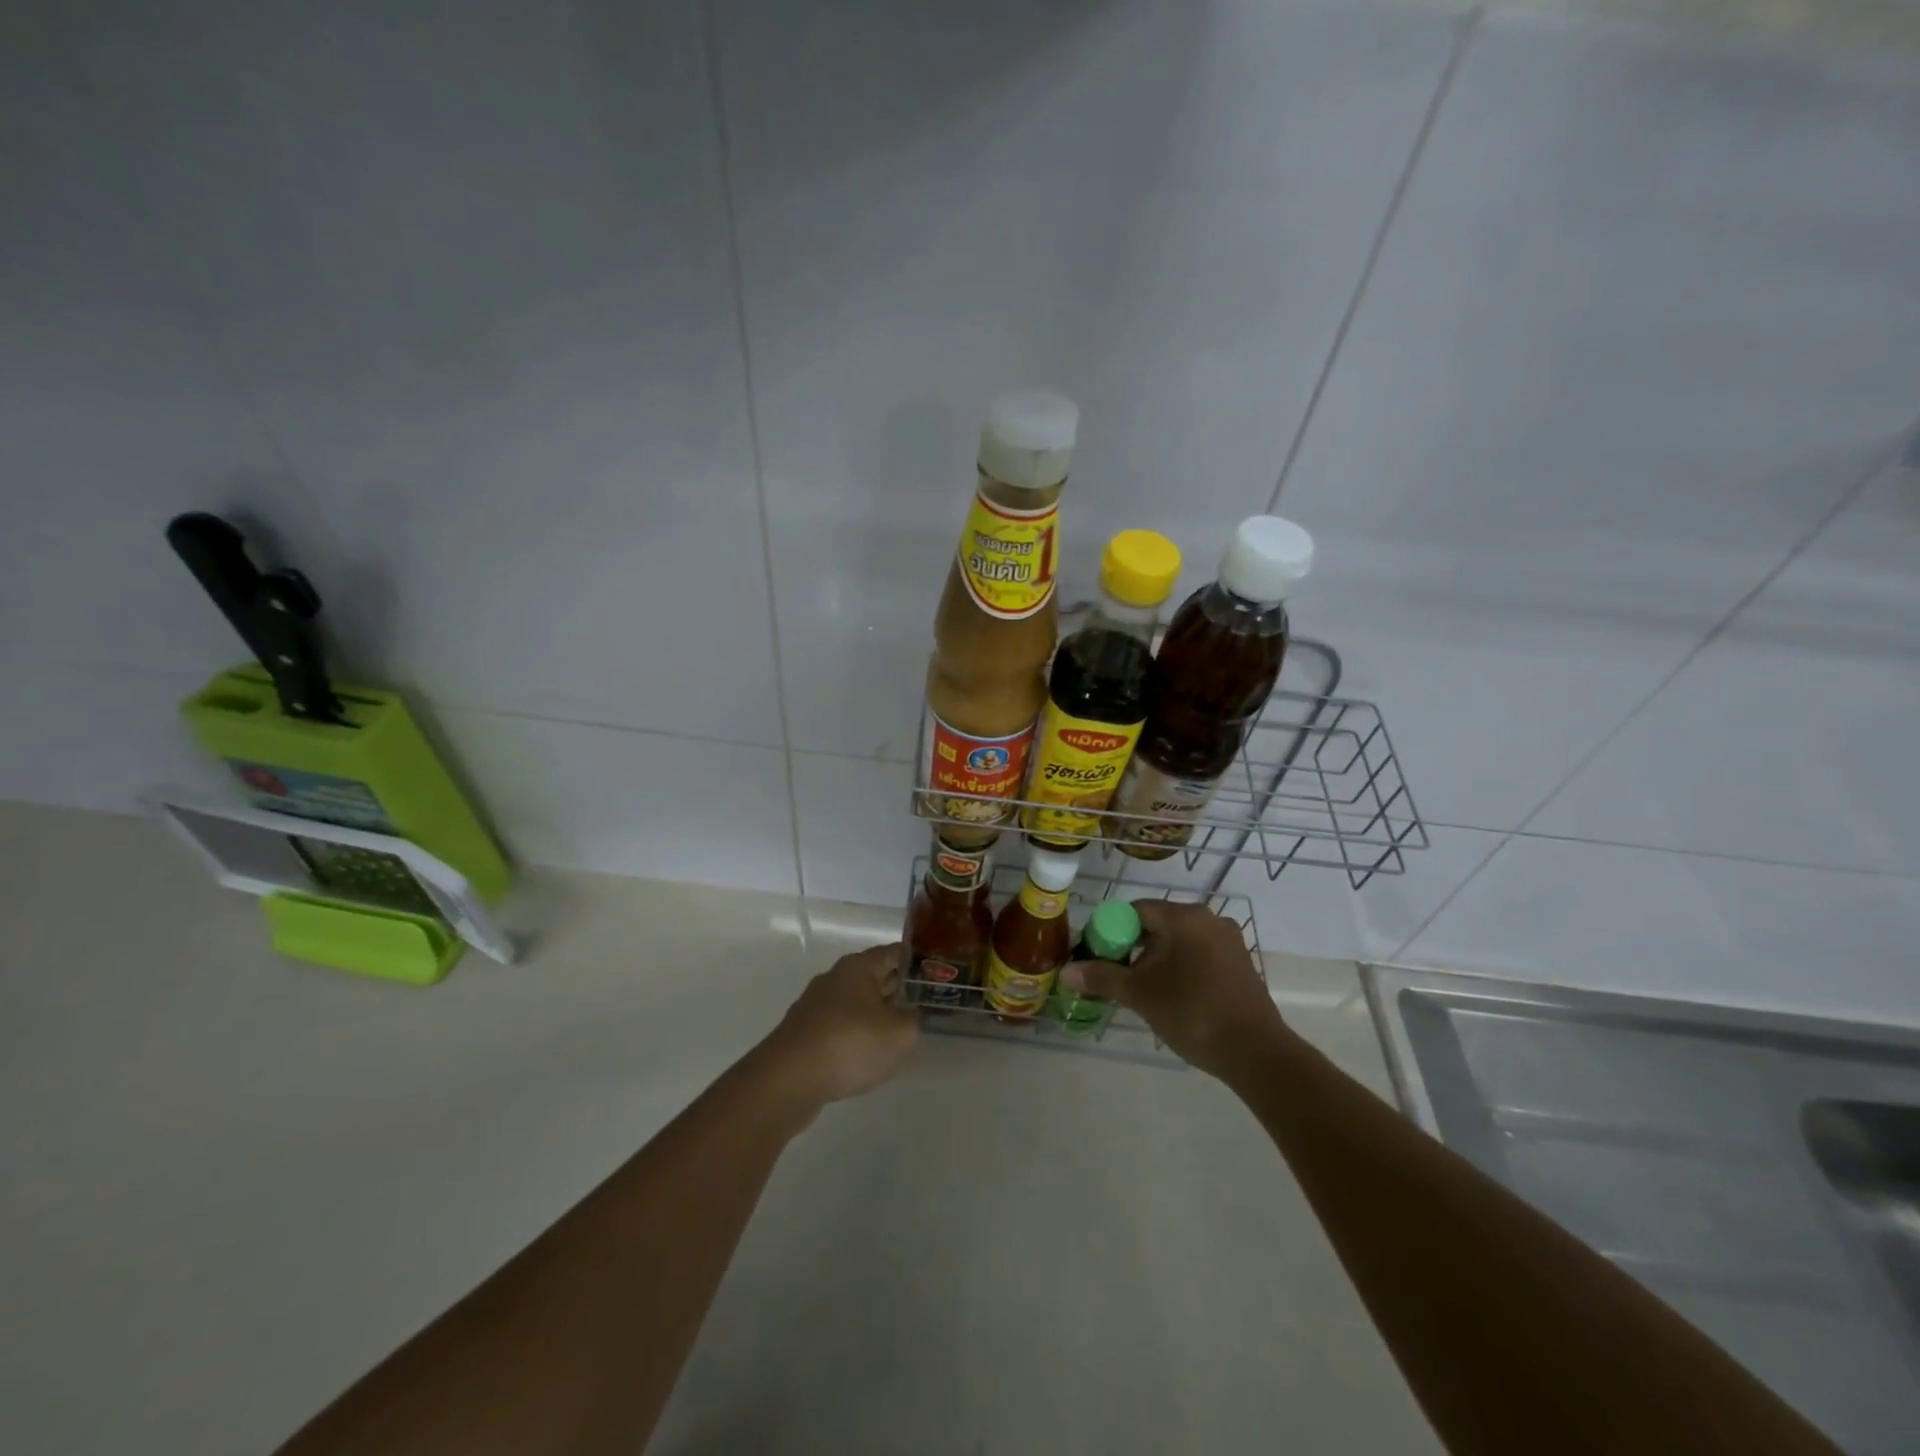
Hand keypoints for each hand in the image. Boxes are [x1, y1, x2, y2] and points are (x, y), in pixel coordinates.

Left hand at [753, 942, 919, 1110]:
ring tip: (900, 1034)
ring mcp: (816, 1006)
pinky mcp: (805, 1033)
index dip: (919, 963)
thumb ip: (914, 1019)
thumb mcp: (899, 1033)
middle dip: (900, 990)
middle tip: (926, 1007)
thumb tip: (911, 1014)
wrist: (787, 1081)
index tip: (939, 977)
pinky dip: (857, 1036)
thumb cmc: (850, 1044)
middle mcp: (835, 978)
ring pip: (857, 1004)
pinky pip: (840, 1027)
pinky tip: (867, 1056)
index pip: (896, 953)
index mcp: (858, 967)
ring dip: (878, 1015)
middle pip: (876, 977)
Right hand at [1059, 901, 1290, 1080]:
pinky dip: (1180, 968)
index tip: (1097, 954)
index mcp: (1185, 917)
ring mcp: (1229, 941)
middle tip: (1115, 975)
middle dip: (1133, 947)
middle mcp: (1209, 919)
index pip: (1136, 910)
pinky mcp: (1240, 964)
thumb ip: (1102, 977)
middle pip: (1158, 924)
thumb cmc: (1192, 1013)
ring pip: (1179, 941)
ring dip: (1156, 959)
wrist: (1255, 1052)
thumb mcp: (1141, 994)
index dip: (1111, 929)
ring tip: (1140, 989)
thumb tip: (1066, 972)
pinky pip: (1199, 955)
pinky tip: (1171, 996)